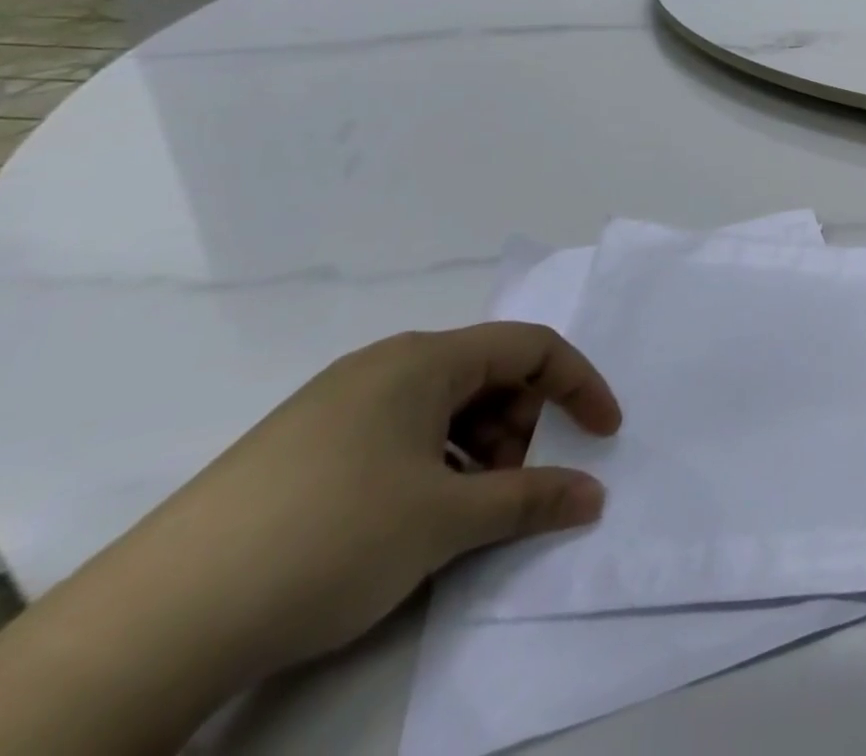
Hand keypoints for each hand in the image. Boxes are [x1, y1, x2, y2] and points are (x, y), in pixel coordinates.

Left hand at [115, 323, 621, 677]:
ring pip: (442, 408)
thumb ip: (532, 499)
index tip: (605, 433)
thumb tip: (593, 496)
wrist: (149, 627)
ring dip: (474, 451)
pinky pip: (397, 434)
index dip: (580, 384)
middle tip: (510, 488)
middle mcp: (384, 365)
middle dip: (519, 426)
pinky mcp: (301, 446)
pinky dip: (429, 466)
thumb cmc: (329, 539)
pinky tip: (406, 522)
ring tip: (457, 514)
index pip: (532, 347)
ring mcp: (336, 404)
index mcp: (424, 359)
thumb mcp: (446, 521)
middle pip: (487, 376)